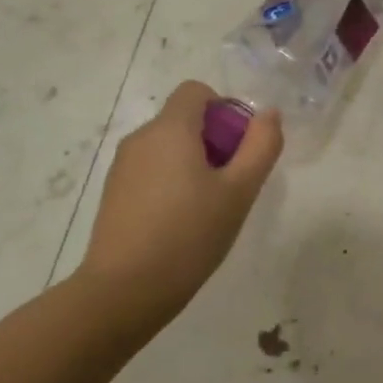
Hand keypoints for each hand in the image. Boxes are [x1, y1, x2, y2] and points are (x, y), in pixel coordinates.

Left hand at [74, 80, 282, 340]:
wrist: (124, 291)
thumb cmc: (189, 235)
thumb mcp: (239, 192)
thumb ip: (261, 146)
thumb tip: (269, 114)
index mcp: (170, 129)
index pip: (196, 91)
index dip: (224, 109)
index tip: (239, 147)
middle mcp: (141, 138)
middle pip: (184, 119)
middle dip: (214, 140)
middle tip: (232, 184)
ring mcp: (122, 167)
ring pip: (168, 147)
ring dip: (193, 163)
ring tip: (209, 209)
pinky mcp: (114, 194)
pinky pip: (151, 171)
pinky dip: (171, 183)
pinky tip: (181, 224)